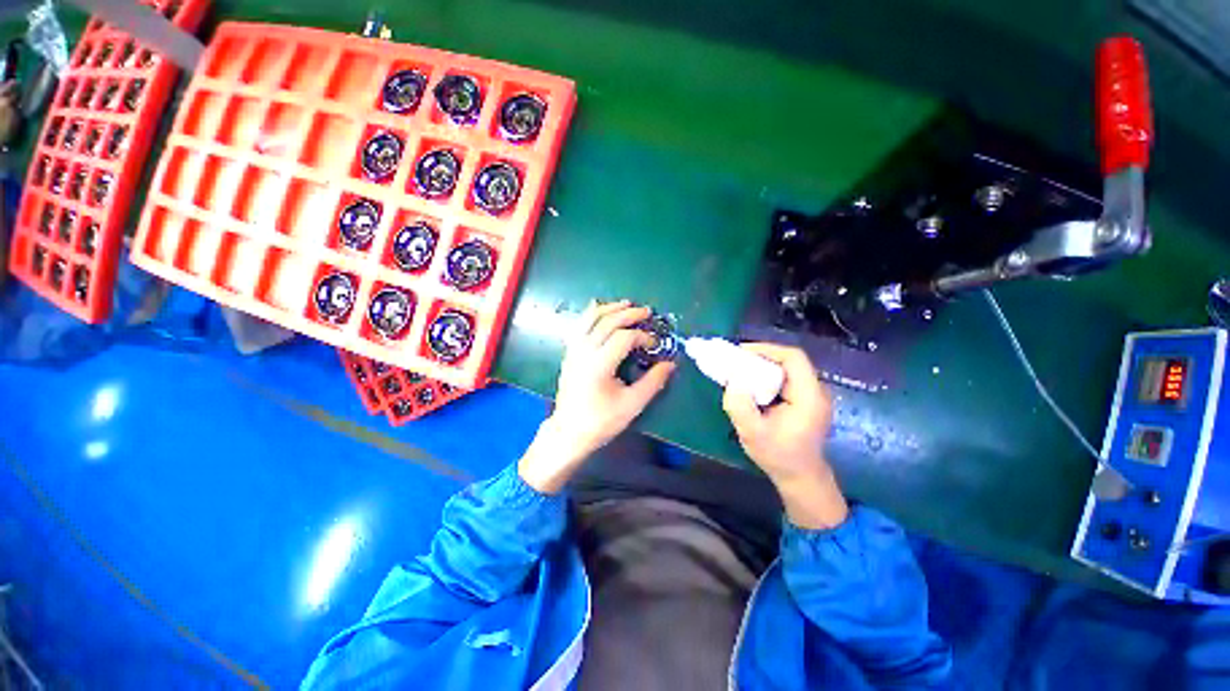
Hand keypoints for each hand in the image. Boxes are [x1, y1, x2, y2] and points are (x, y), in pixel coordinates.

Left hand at [518, 301, 675, 492]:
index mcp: (599, 365)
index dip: (642, 337)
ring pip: (590, 319)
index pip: (624, 338)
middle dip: (628, 314)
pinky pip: (579, 325)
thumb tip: (670, 364)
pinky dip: (591, 314)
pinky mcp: (569, 353)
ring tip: (626, 304)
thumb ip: (653, 382)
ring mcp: (574, 350)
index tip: (654, 344)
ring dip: (609, 308)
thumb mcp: (632, 405)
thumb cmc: (601, 421)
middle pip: (607, 322)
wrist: (569, 432)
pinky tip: (598, 309)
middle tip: (646, 311)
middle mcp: (584, 352)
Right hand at [722, 343, 847, 528]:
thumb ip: (740, 407)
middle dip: (761, 357)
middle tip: (736, 362)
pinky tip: (752, 384)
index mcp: (809, 396)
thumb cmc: (778, 456)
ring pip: (787, 368)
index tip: (741, 353)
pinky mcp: (805, 400)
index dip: (767, 349)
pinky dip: (767, 376)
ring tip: (740, 371)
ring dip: (763, 366)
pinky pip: (786, 378)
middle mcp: (815, 391)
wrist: (800, 478)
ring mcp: (812, 395)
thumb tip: (732, 380)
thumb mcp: (753, 434)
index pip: (793, 358)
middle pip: (790, 361)